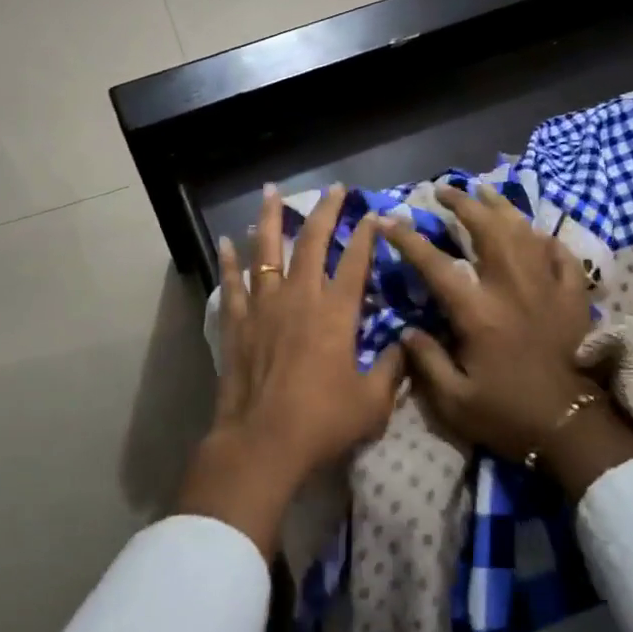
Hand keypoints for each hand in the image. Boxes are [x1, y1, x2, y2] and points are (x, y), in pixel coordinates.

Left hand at [177, 183, 405, 556]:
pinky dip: (228, 262)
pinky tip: (226, 242)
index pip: (355, 262)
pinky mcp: (237, 323)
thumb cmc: (322, 422)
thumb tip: (406, 345)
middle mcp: (299, 298)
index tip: (374, 214)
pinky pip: (231, 284)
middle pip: (311, 243)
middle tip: (333, 188)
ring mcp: (264, 307)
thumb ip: (392, 369)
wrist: (262, 442)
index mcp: (336, 314)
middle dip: (324, 212)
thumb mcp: (372, 402)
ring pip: (266, 252)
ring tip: (269, 191)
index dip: (366, 235)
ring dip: (270, 219)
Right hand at [381, 183, 632, 496]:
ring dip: (502, 207)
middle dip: (462, 204)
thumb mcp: (454, 401)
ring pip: (524, 231)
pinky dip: (546, 238)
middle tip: (444, 190)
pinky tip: (535, 233)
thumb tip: (406, 330)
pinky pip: (561, 254)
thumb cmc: (509, 415)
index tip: (388, 220)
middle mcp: (512, 288)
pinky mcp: (573, 297)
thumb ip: (426, 361)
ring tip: (484, 191)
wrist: (572, 429)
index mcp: (478, 312)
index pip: (435, 264)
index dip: (408, 239)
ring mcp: (547, 288)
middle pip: (487, 230)